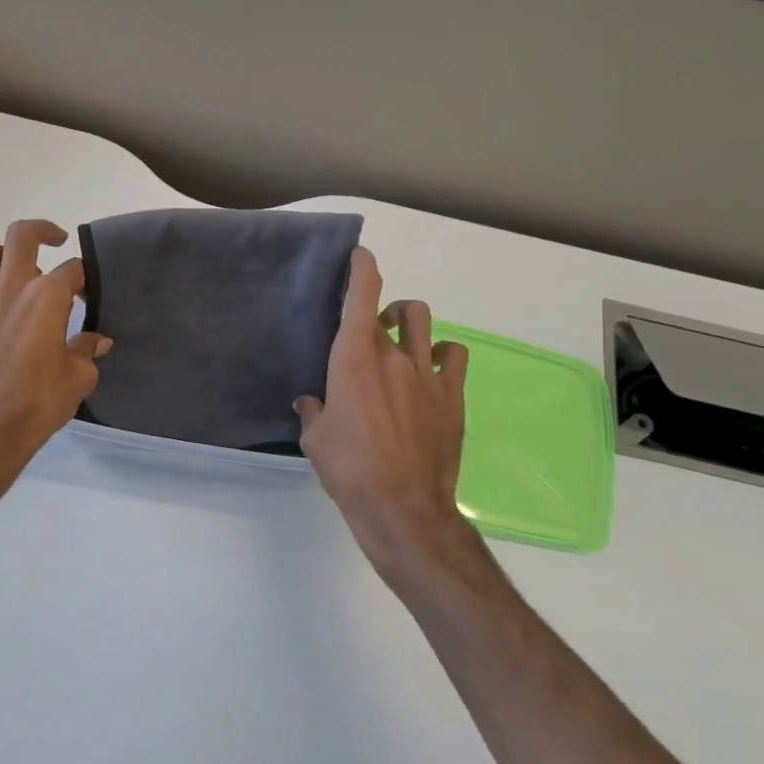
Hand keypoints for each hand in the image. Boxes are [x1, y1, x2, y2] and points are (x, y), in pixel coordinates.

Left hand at [0, 219, 110, 479]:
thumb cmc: (37, 404)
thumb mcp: (78, 379)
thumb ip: (88, 351)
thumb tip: (98, 341)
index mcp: (47, 297)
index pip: (72, 268)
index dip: (84, 277)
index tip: (88, 292)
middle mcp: (10, 288)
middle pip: (22, 235)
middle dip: (42, 232)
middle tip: (54, 243)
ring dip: (5, 258)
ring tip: (17, 277)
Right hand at [296, 247, 475, 588]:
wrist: (402, 507)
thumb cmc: (349, 470)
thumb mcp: (316, 440)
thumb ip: (313, 412)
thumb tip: (310, 402)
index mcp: (354, 358)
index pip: (363, 294)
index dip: (363, 267)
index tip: (361, 256)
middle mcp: (393, 354)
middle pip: (392, 310)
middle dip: (381, 313)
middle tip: (372, 333)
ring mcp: (428, 372)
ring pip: (424, 321)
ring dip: (410, 324)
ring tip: (403, 343)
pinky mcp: (452, 394)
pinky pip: (453, 355)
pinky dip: (442, 354)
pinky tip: (433, 371)